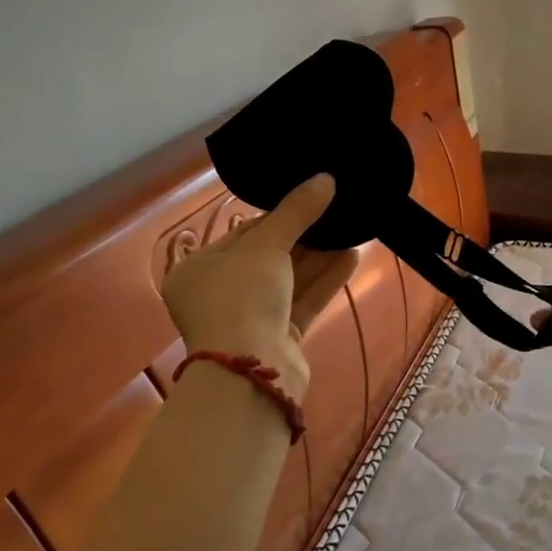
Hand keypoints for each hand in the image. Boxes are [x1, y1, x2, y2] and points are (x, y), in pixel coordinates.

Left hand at [163, 175, 359, 400]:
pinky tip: (352, 257)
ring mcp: (250, 319)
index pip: (243, 234)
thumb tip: (326, 178)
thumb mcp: (266, 245)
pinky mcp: (278, 339)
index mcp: (199, 270)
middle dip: (304, 237)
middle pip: (268, 257)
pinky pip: (303, 302)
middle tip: (336, 212)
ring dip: (320, 257)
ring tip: (352, 230)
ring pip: (289, 280)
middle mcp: (220, 295)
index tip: (309, 199)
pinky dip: (325, 280)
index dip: (278, 216)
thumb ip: (296, 211)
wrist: (249, 372)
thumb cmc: (241, 297)